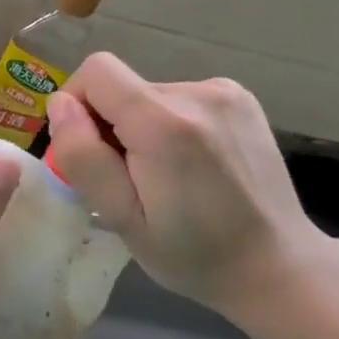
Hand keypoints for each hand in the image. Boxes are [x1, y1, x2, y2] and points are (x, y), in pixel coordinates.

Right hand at [44, 55, 338, 331]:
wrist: (278, 267)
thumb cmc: (193, 254)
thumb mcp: (123, 219)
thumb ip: (84, 157)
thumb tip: (59, 104)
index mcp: (165, 123)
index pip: (96, 71)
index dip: (76, 103)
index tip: (87, 149)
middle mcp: (197, 93)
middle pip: (121, 85)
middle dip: (109, 124)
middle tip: (127, 178)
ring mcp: (225, 92)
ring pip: (147, 93)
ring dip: (140, 126)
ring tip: (163, 176)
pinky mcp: (240, 99)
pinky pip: (177, 98)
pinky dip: (168, 123)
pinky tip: (190, 164)